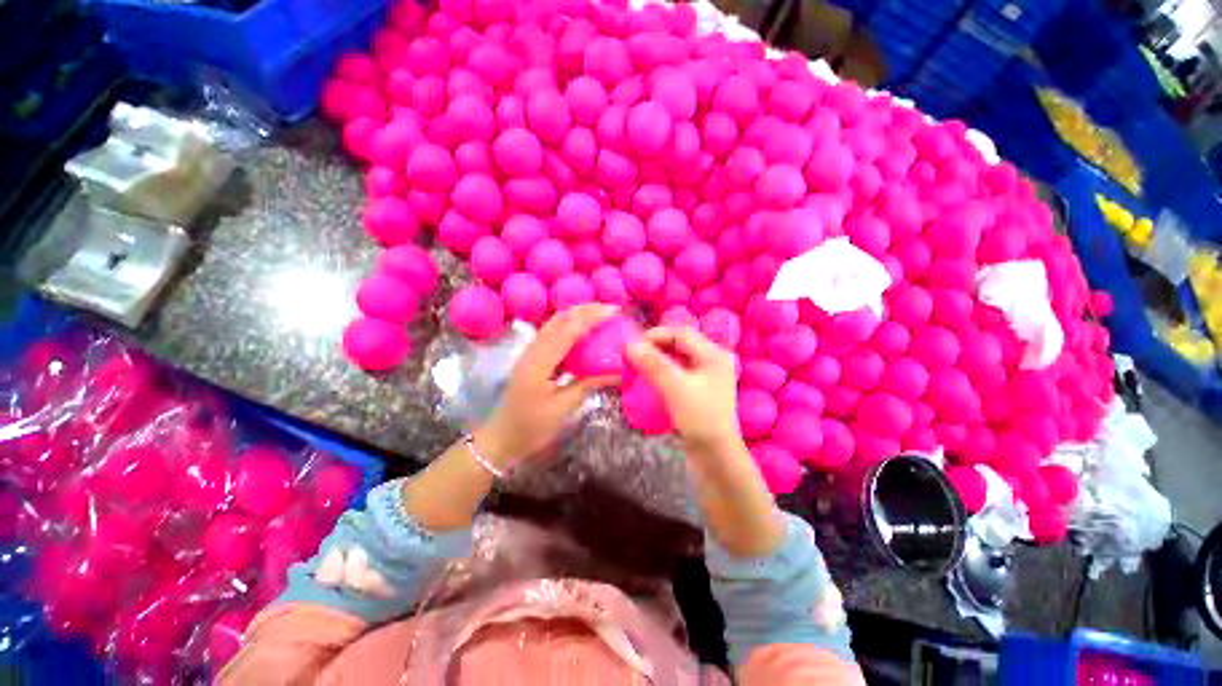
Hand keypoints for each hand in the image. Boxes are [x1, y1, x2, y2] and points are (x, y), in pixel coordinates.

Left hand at [476, 304, 620, 469]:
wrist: (502, 438)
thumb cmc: (532, 427)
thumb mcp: (563, 408)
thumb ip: (589, 384)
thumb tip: (618, 372)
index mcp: (540, 362)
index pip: (569, 330)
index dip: (592, 317)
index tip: (615, 311)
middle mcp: (533, 350)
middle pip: (560, 318)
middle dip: (586, 309)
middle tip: (611, 309)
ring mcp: (531, 351)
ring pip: (555, 322)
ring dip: (578, 315)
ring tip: (601, 315)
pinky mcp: (533, 356)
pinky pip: (553, 333)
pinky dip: (571, 326)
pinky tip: (584, 331)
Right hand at [626, 325, 741, 456]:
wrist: (716, 458)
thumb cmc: (700, 418)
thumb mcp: (675, 387)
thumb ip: (653, 364)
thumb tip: (630, 344)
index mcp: (713, 354)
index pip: (681, 332)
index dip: (655, 335)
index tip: (633, 346)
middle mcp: (711, 361)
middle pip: (679, 344)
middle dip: (655, 347)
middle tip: (634, 356)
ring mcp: (706, 378)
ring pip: (677, 359)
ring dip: (656, 360)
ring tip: (638, 367)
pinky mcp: (698, 392)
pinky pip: (677, 374)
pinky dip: (661, 374)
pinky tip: (649, 381)